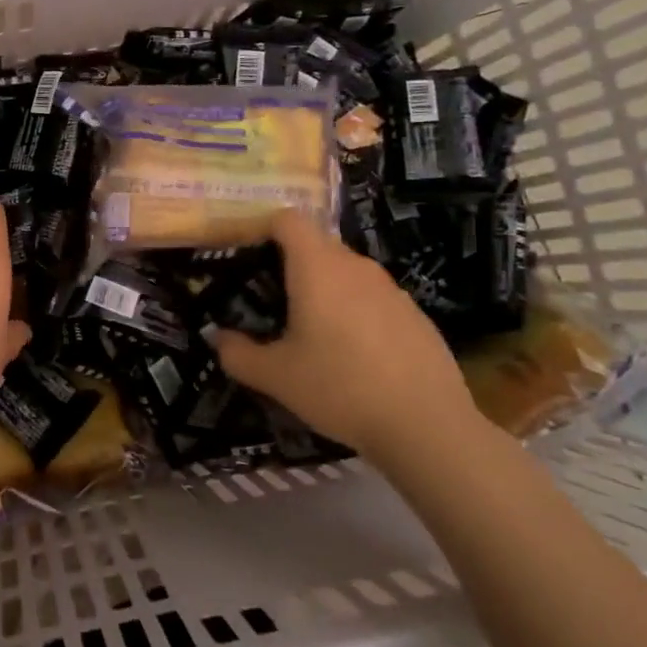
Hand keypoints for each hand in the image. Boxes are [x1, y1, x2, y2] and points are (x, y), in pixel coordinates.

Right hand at [215, 210, 477, 459]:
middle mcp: (356, 267)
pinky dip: (355, 312)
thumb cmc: (339, 388)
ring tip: (311, 331)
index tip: (247, 255)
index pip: (288, 220)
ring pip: (347, 273)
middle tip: (271, 301)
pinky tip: (353, 355)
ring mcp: (392, 290)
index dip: (264, 228)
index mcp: (318, 268)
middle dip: (291, 263)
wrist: (428, 426)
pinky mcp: (416, 315)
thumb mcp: (275, 377)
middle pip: (317, 245)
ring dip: (325, 289)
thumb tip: (218, 338)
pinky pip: (373, 299)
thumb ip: (237, 353)